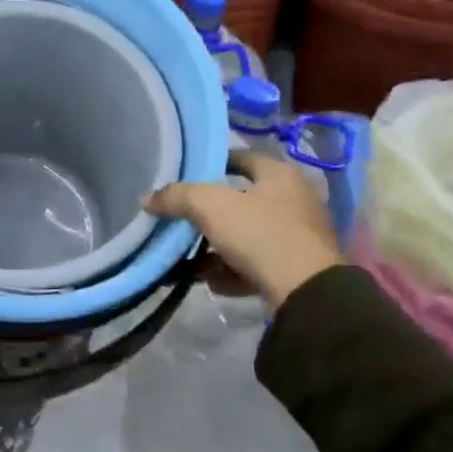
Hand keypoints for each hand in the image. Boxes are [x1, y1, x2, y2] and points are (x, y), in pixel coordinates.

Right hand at [145, 150, 340, 313]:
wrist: (305, 293)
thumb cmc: (260, 234)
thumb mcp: (209, 206)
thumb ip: (176, 197)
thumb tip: (147, 198)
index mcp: (279, 175)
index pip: (242, 158)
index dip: (213, 163)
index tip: (186, 176)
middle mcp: (293, 201)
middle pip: (242, 200)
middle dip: (210, 213)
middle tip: (182, 219)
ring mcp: (297, 237)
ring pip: (247, 235)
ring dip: (218, 247)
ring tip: (189, 258)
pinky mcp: (296, 271)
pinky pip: (256, 265)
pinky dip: (233, 271)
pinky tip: (211, 281)